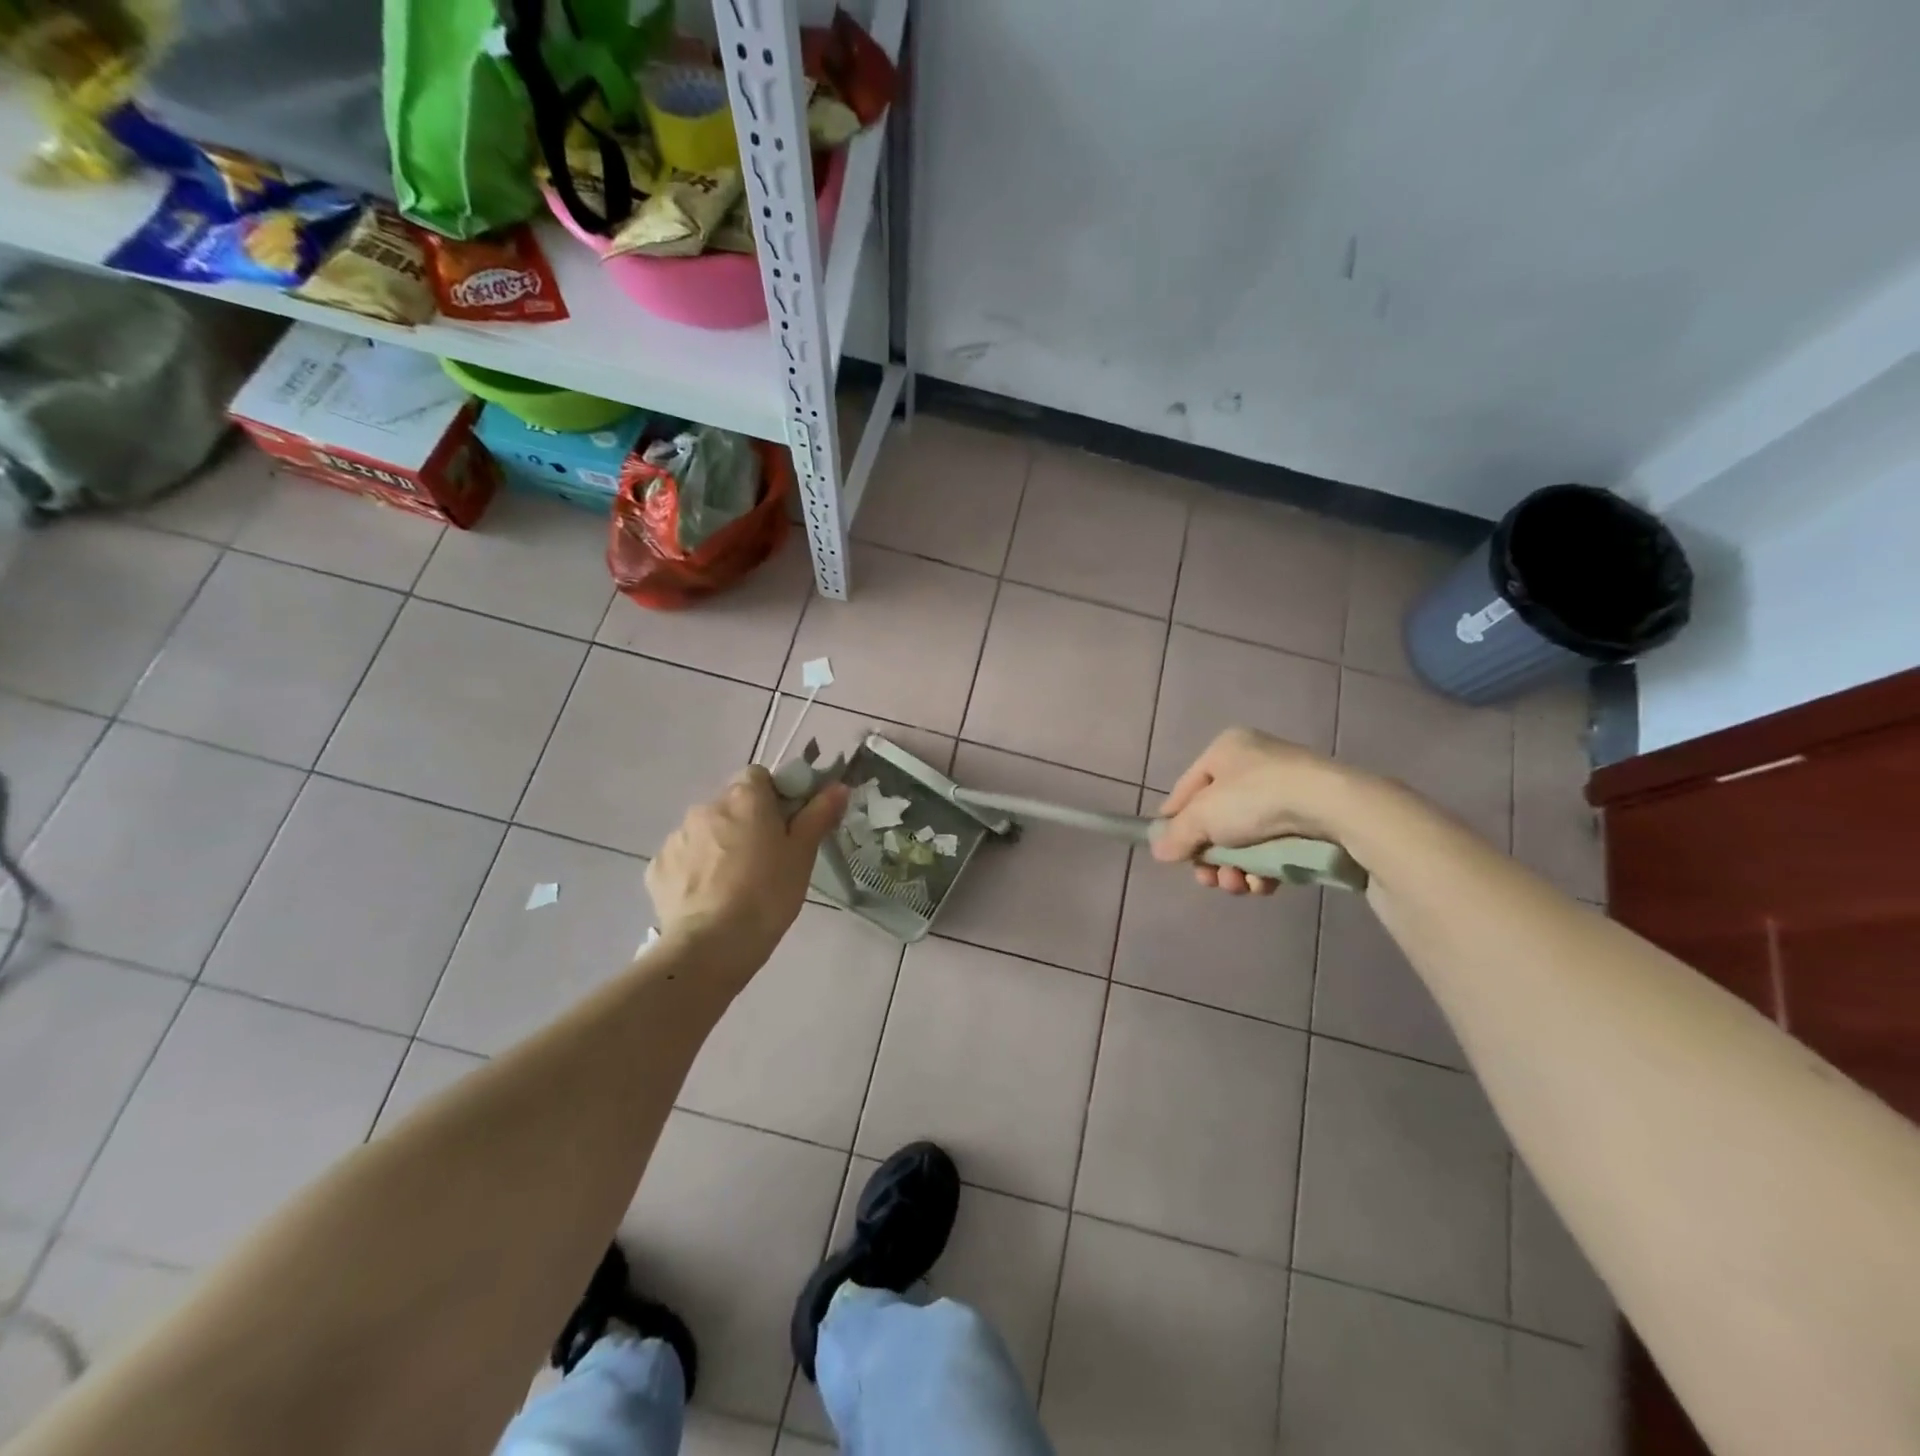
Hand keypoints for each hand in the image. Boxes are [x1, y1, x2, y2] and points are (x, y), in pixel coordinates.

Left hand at [647, 766, 848, 976]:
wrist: (712, 944)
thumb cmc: (768, 893)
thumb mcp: (802, 854)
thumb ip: (819, 814)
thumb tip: (838, 786)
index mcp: (745, 798)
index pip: (758, 776)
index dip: (773, 796)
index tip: (785, 825)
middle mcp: (707, 807)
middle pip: (731, 804)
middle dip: (746, 823)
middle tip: (765, 858)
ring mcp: (678, 836)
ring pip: (706, 831)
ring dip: (719, 845)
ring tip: (735, 883)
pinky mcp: (658, 867)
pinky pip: (684, 858)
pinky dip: (696, 869)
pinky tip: (709, 897)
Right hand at [1151, 728, 1355, 894]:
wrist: (1332, 806)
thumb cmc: (1256, 799)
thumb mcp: (1202, 816)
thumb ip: (1177, 835)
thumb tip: (1159, 851)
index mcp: (1226, 750)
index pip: (1186, 789)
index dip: (1174, 822)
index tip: (1170, 852)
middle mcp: (1255, 764)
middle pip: (1216, 819)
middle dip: (1210, 856)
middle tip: (1209, 879)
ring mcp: (1286, 791)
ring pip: (1245, 839)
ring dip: (1235, 868)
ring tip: (1238, 885)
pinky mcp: (1311, 818)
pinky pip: (1274, 846)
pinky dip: (1264, 868)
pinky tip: (1263, 884)